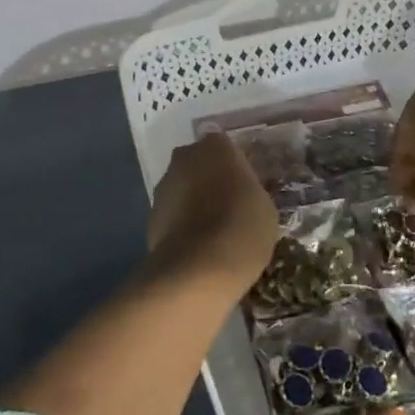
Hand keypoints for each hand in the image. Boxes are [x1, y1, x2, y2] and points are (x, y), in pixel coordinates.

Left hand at [146, 133, 277, 293]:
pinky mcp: (151, 216)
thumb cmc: (242, 227)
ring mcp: (164, 186)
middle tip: (228, 208)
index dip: (234, 169)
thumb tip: (239, 196)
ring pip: (183, 188)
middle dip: (209, 181)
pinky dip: (181, 226)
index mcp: (217, 146)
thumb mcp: (264, 206)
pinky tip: (196, 248)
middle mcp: (186, 157)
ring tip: (211, 234)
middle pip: (200, 164)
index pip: (226, 149)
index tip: (243, 190)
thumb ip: (249, 191)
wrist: (199, 268)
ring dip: (193, 203)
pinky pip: (172, 214)